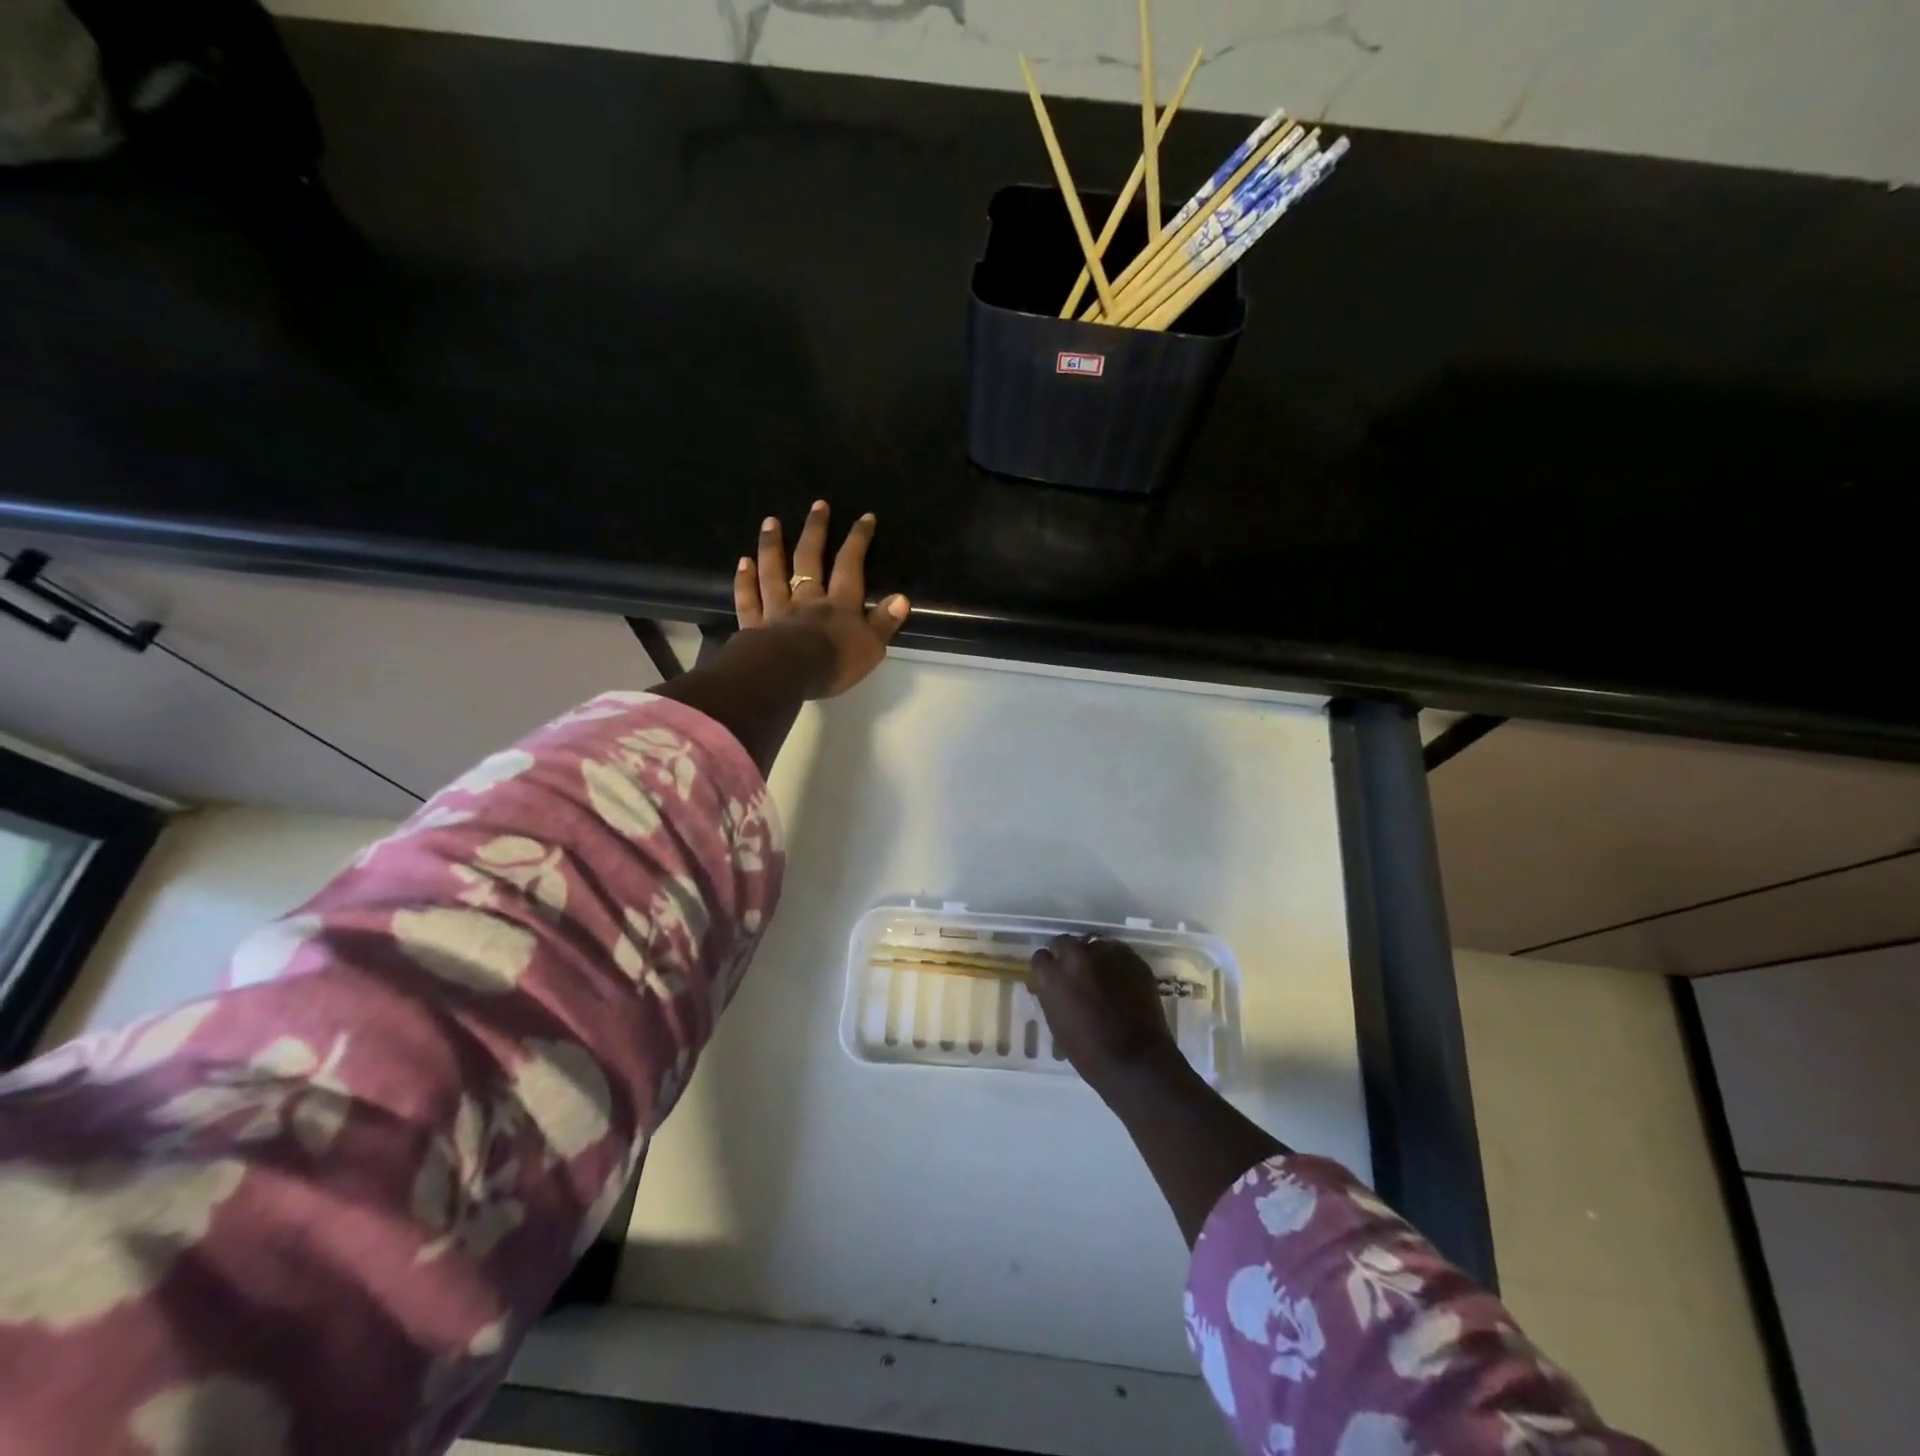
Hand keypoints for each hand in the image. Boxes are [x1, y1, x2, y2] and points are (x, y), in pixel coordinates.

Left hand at [735, 501, 910, 698]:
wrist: (787, 676)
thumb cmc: (833, 664)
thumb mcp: (870, 647)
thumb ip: (884, 623)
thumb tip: (901, 599)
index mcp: (839, 605)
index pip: (850, 567)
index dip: (858, 540)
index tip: (864, 517)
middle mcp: (807, 600)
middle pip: (809, 560)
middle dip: (815, 531)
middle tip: (817, 505)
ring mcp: (777, 611)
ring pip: (774, 573)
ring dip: (772, 546)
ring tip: (771, 522)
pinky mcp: (754, 627)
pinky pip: (749, 600)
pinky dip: (745, 581)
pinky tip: (743, 562)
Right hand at [1030, 935, 1182, 1093]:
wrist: (1136, 1061)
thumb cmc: (1089, 1052)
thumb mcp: (1057, 1024)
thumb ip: (1051, 996)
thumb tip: (1051, 986)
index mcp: (1053, 975)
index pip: (1041, 957)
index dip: (1047, 969)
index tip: (1052, 979)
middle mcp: (1077, 956)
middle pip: (1065, 942)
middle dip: (1067, 955)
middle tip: (1076, 975)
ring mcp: (1107, 954)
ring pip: (1094, 946)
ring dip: (1093, 959)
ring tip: (1102, 979)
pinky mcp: (1132, 959)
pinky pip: (1118, 954)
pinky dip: (1116, 965)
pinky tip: (1121, 983)